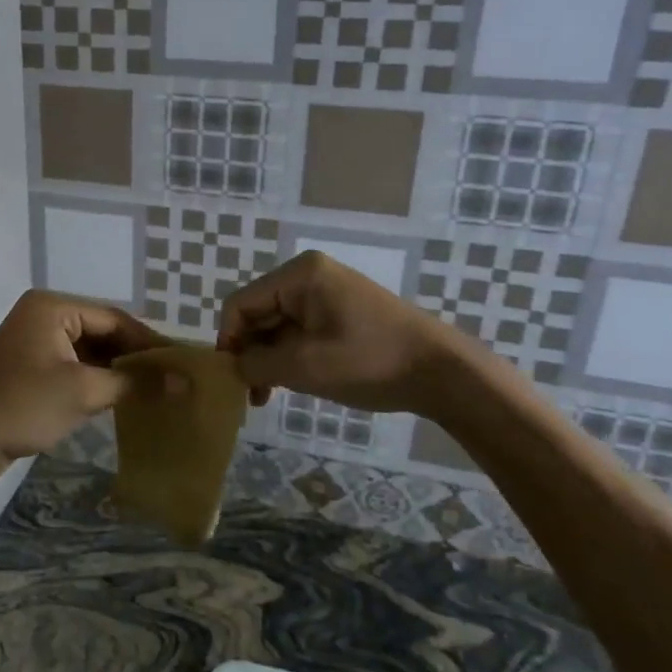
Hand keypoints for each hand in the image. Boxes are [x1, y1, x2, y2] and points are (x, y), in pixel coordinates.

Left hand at [0, 290, 164, 482]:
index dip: (149, 342)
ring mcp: (34, 344)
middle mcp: (43, 317)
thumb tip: (186, 382)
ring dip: (117, 373)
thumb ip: (136, 383)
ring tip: (156, 393)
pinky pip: (73, 369)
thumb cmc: (22, 405)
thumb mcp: (84, 391)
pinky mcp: (29, 371)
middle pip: (102, 333)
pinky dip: (96, 383)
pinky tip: (123, 401)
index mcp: (52, 307)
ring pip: (89, 353)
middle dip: (134, 358)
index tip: (182, 364)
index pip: (114, 318)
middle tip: (173, 381)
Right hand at [217, 251, 465, 414]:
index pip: (241, 304)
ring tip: (267, 396)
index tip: (232, 379)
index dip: (229, 340)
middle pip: (258, 313)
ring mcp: (326, 293)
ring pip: (277, 326)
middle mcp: (309, 276)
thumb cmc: (370, 362)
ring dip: (268, 359)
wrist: (441, 372)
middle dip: (250, 353)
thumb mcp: (305, 366)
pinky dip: (289, 357)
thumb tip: (232, 366)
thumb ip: (257, 364)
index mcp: (299, 275)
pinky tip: (289, 384)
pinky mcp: (340, 313)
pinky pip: (299, 331)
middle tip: (252, 395)